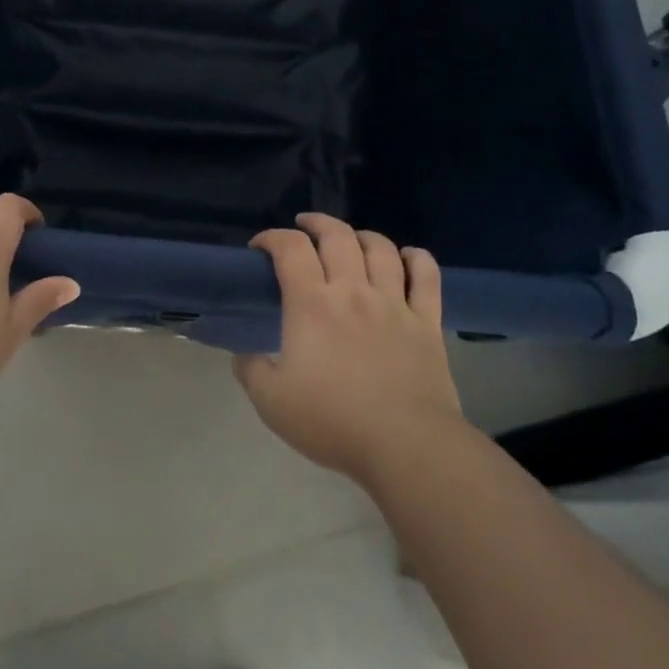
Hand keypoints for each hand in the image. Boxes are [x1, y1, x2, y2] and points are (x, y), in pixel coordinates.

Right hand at [234, 214, 464, 487]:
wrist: (406, 445)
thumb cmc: (334, 422)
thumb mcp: (272, 403)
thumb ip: (251, 371)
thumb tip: (241, 353)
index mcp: (312, 304)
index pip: (290, 248)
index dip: (272, 237)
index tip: (261, 246)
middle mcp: (353, 290)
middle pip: (337, 235)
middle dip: (316, 222)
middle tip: (304, 227)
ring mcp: (393, 302)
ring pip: (380, 247)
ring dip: (362, 235)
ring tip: (351, 240)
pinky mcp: (426, 321)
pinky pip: (426, 275)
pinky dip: (417, 258)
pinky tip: (407, 257)